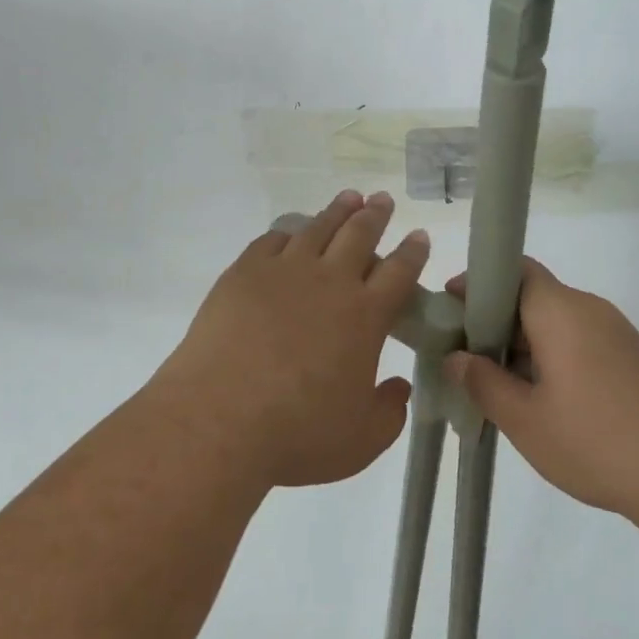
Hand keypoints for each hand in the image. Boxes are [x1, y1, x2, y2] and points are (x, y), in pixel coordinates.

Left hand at [156, 189, 428, 489]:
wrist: (219, 418)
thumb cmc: (296, 433)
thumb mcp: (361, 440)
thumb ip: (390, 412)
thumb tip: (401, 387)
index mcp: (365, 316)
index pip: (399, 272)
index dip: (413, 251)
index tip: (419, 235)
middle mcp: (330, 282)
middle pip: (360, 235)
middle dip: (376, 215)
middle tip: (383, 199)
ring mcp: (285, 271)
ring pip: (318, 228)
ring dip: (337, 211)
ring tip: (349, 197)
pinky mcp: (245, 273)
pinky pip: (273, 240)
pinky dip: (288, 232)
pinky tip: (291, 232)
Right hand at [444, 259, 638, 537]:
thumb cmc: (600, 442)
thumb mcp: (527, 421)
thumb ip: (484, 384)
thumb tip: (456, 357)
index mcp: (561, 311)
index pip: (513, 269)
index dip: (478, 284)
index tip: (450, 312)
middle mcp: (590, 309)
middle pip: (532, 295)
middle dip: (494, 320)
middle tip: (468, 359)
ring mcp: (617, 333)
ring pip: (556, 322)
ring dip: (524, 343)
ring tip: (501, 387)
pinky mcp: (635, 359)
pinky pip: (580, 341)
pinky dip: (552, 357)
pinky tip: (546, 401)